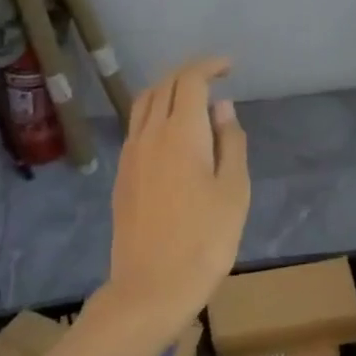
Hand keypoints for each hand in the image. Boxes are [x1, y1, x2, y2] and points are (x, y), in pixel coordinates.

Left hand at [107, 56, 249, 340]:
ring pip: (144, 103)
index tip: (230, 67)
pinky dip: (156, 112)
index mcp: (180, 133)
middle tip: (216, 76)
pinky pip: (137, 126)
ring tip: (193, 97)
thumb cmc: (204, 241)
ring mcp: (130, 154)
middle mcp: (149, 134)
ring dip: (169, 89)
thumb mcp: (234, 191)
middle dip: (190, 72)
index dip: (209, 66)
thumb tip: (222, 108)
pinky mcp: (122, 175)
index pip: (190, 80)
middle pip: (164, 85)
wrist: (150, 289)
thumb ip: (230, 143)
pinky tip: (172, 131)